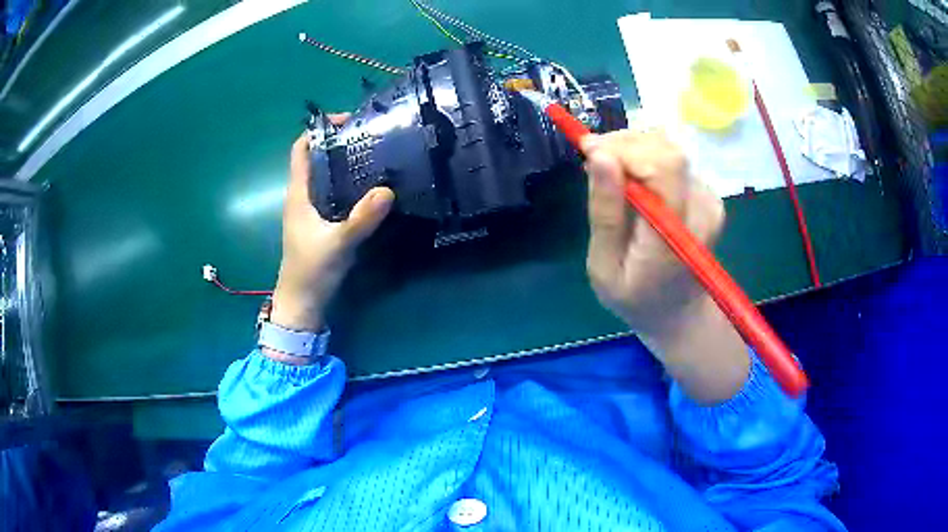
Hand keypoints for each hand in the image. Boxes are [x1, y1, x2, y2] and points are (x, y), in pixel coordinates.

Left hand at [270, 123, 393, 337]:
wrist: (302, 302)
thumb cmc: (312, 270)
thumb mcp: (338, 243)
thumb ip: (362, 218)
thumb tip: (387, 189)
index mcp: (298, 194)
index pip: (300, 149)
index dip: (318, 131)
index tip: (346, 122)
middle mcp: (302, 196)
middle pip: (316, 158)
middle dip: (338, 143)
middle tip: (370, 136)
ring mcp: (310, 210)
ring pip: (325, 176)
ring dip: (344, 162)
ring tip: (374, 154)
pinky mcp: (320, 222)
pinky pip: (333, 192)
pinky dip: (348, 183)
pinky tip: (369, 186)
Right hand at [582, 129, 748, 403]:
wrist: (679, 314)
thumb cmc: (635, 298)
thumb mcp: (605, 267)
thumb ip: (605, 213)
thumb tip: (599, 155)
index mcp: (675, 233)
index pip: (663, 166)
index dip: (624, 148)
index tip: (587, 150)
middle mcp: (702, 209)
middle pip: (666, 149)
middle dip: (624, 146)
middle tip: (595, 164)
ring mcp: (710, 200)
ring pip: (668, 148)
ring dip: (633, 152)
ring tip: (611, 177)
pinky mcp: (708, 194)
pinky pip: (671, 161)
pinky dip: (645, 162)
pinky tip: (632, 185)